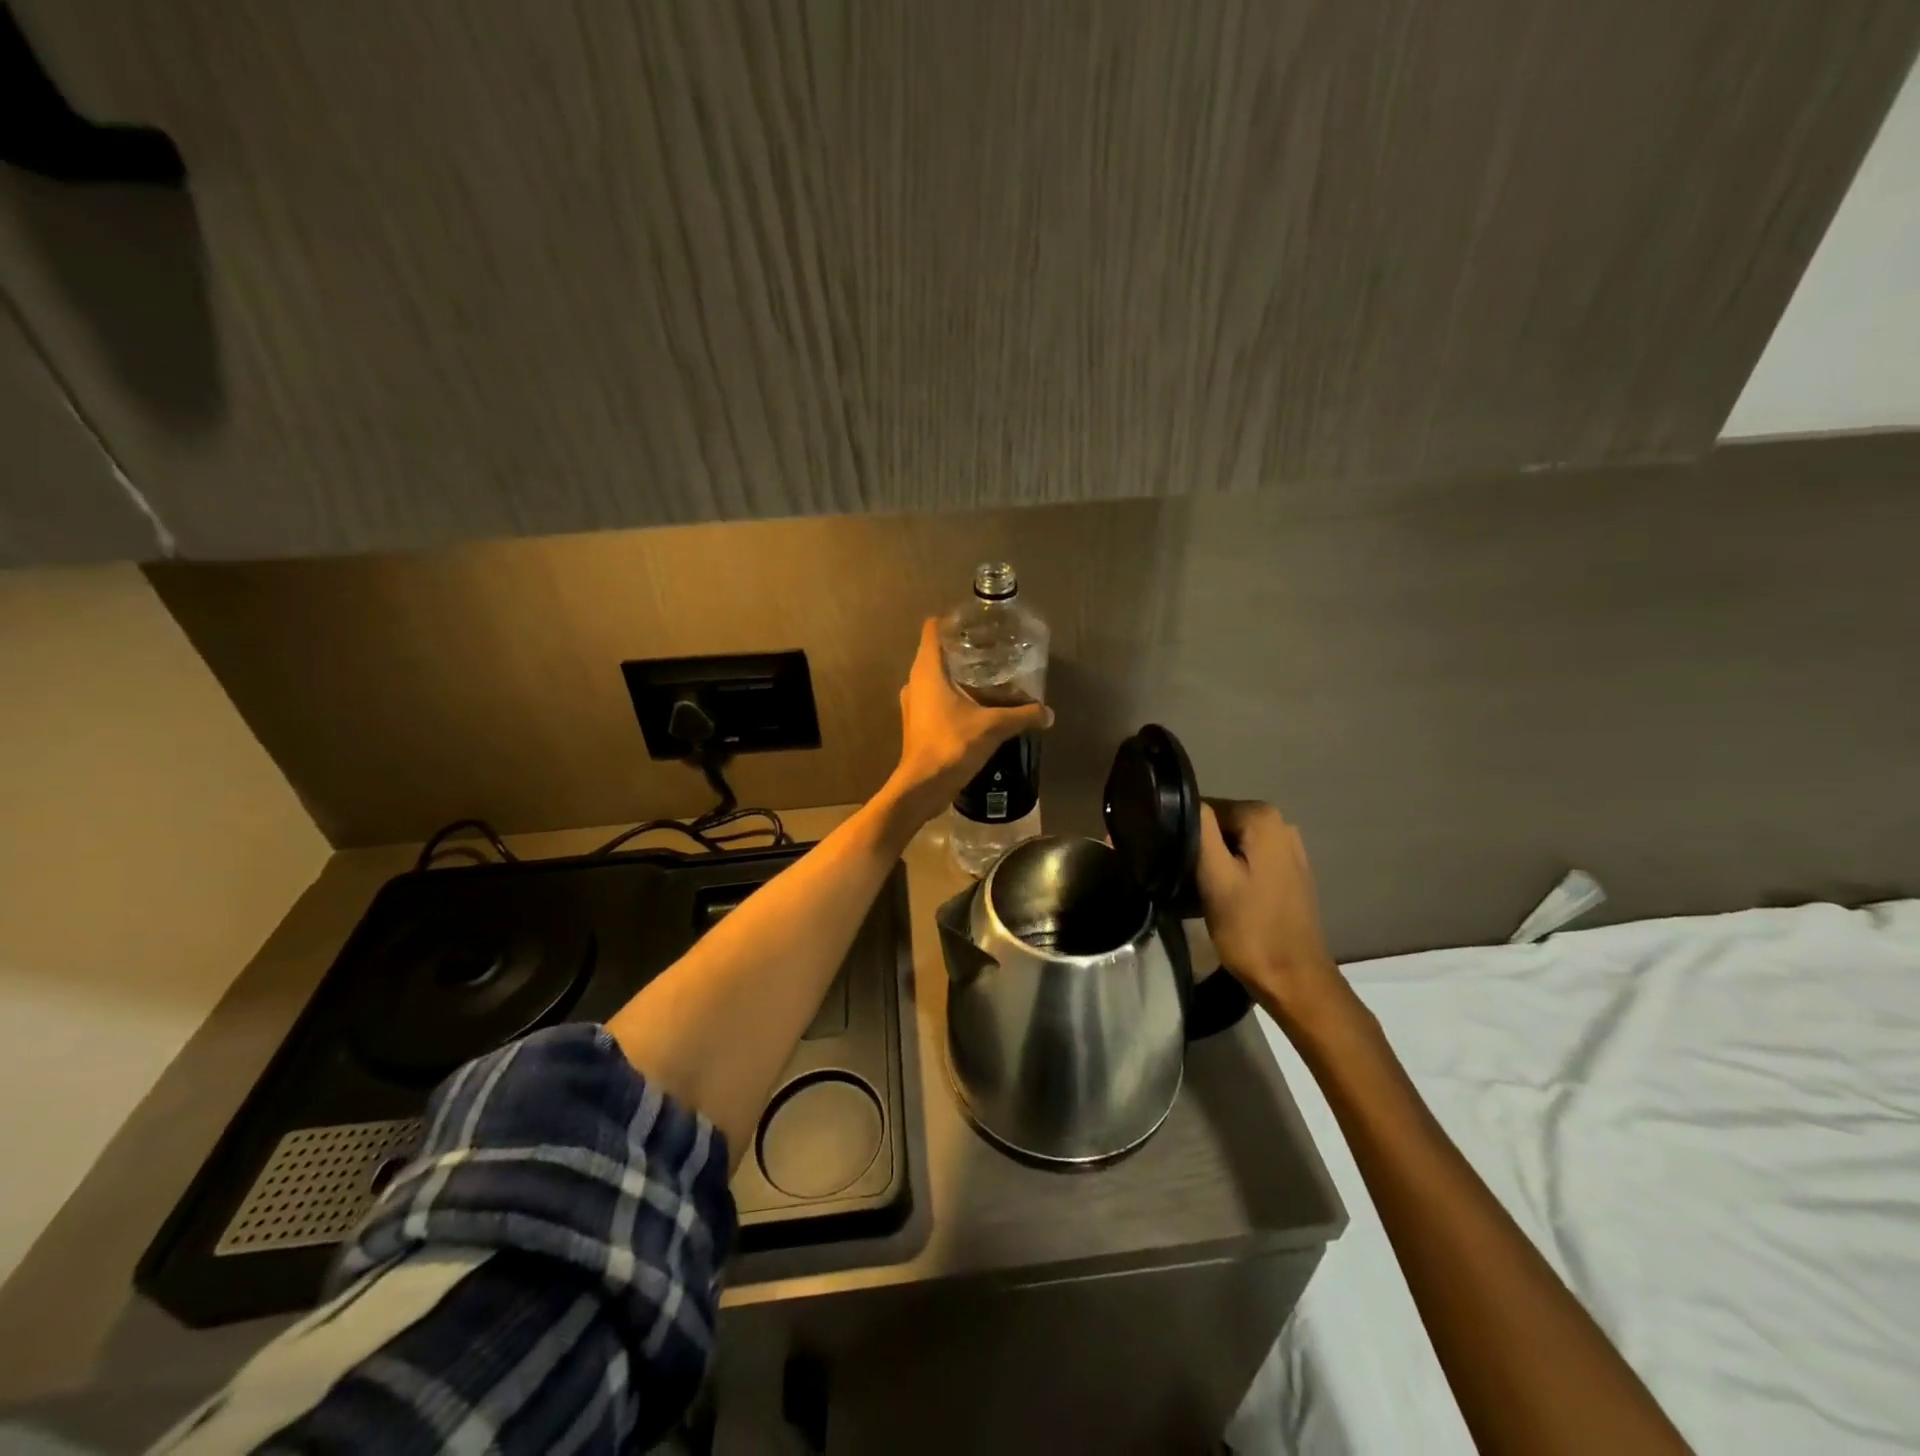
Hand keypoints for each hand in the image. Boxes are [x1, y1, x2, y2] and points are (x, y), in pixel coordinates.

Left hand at [884, 618, 1051, 826]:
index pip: (932, 629)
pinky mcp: (917, 723)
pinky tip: (977, 706)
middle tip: (991, 649)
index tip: (976, 622)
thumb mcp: (993, 727)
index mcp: (927, 670)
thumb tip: (1048, 713)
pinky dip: (953, 697)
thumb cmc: (952, 745)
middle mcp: (915, 682)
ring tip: (988, 677)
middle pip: (936, 652)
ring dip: (957, 675)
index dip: (952, 621)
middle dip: (962, 649)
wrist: (923, 786)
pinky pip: (935, 699)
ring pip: (935, 678)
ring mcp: (913, 704)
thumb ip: (1022, 715)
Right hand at [1196, 800, 1345, 1028]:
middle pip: (1219, 824)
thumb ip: (1199, 831)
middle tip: (1185, 880)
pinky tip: (1223, 898)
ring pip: (1231, 843)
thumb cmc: (1249, 928)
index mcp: (1262, 817)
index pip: (1204, 808)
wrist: (1293, 979)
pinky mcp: (1288, 871)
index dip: (1185, 833)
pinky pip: (1247, 858)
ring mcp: (1288, 848)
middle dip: (1199, 847)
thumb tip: (1184, 799)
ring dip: (1213, 862)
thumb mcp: (1214, 877)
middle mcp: (1280, 823)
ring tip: (1199, 891)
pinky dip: (1231, 872)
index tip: (1176, 863)